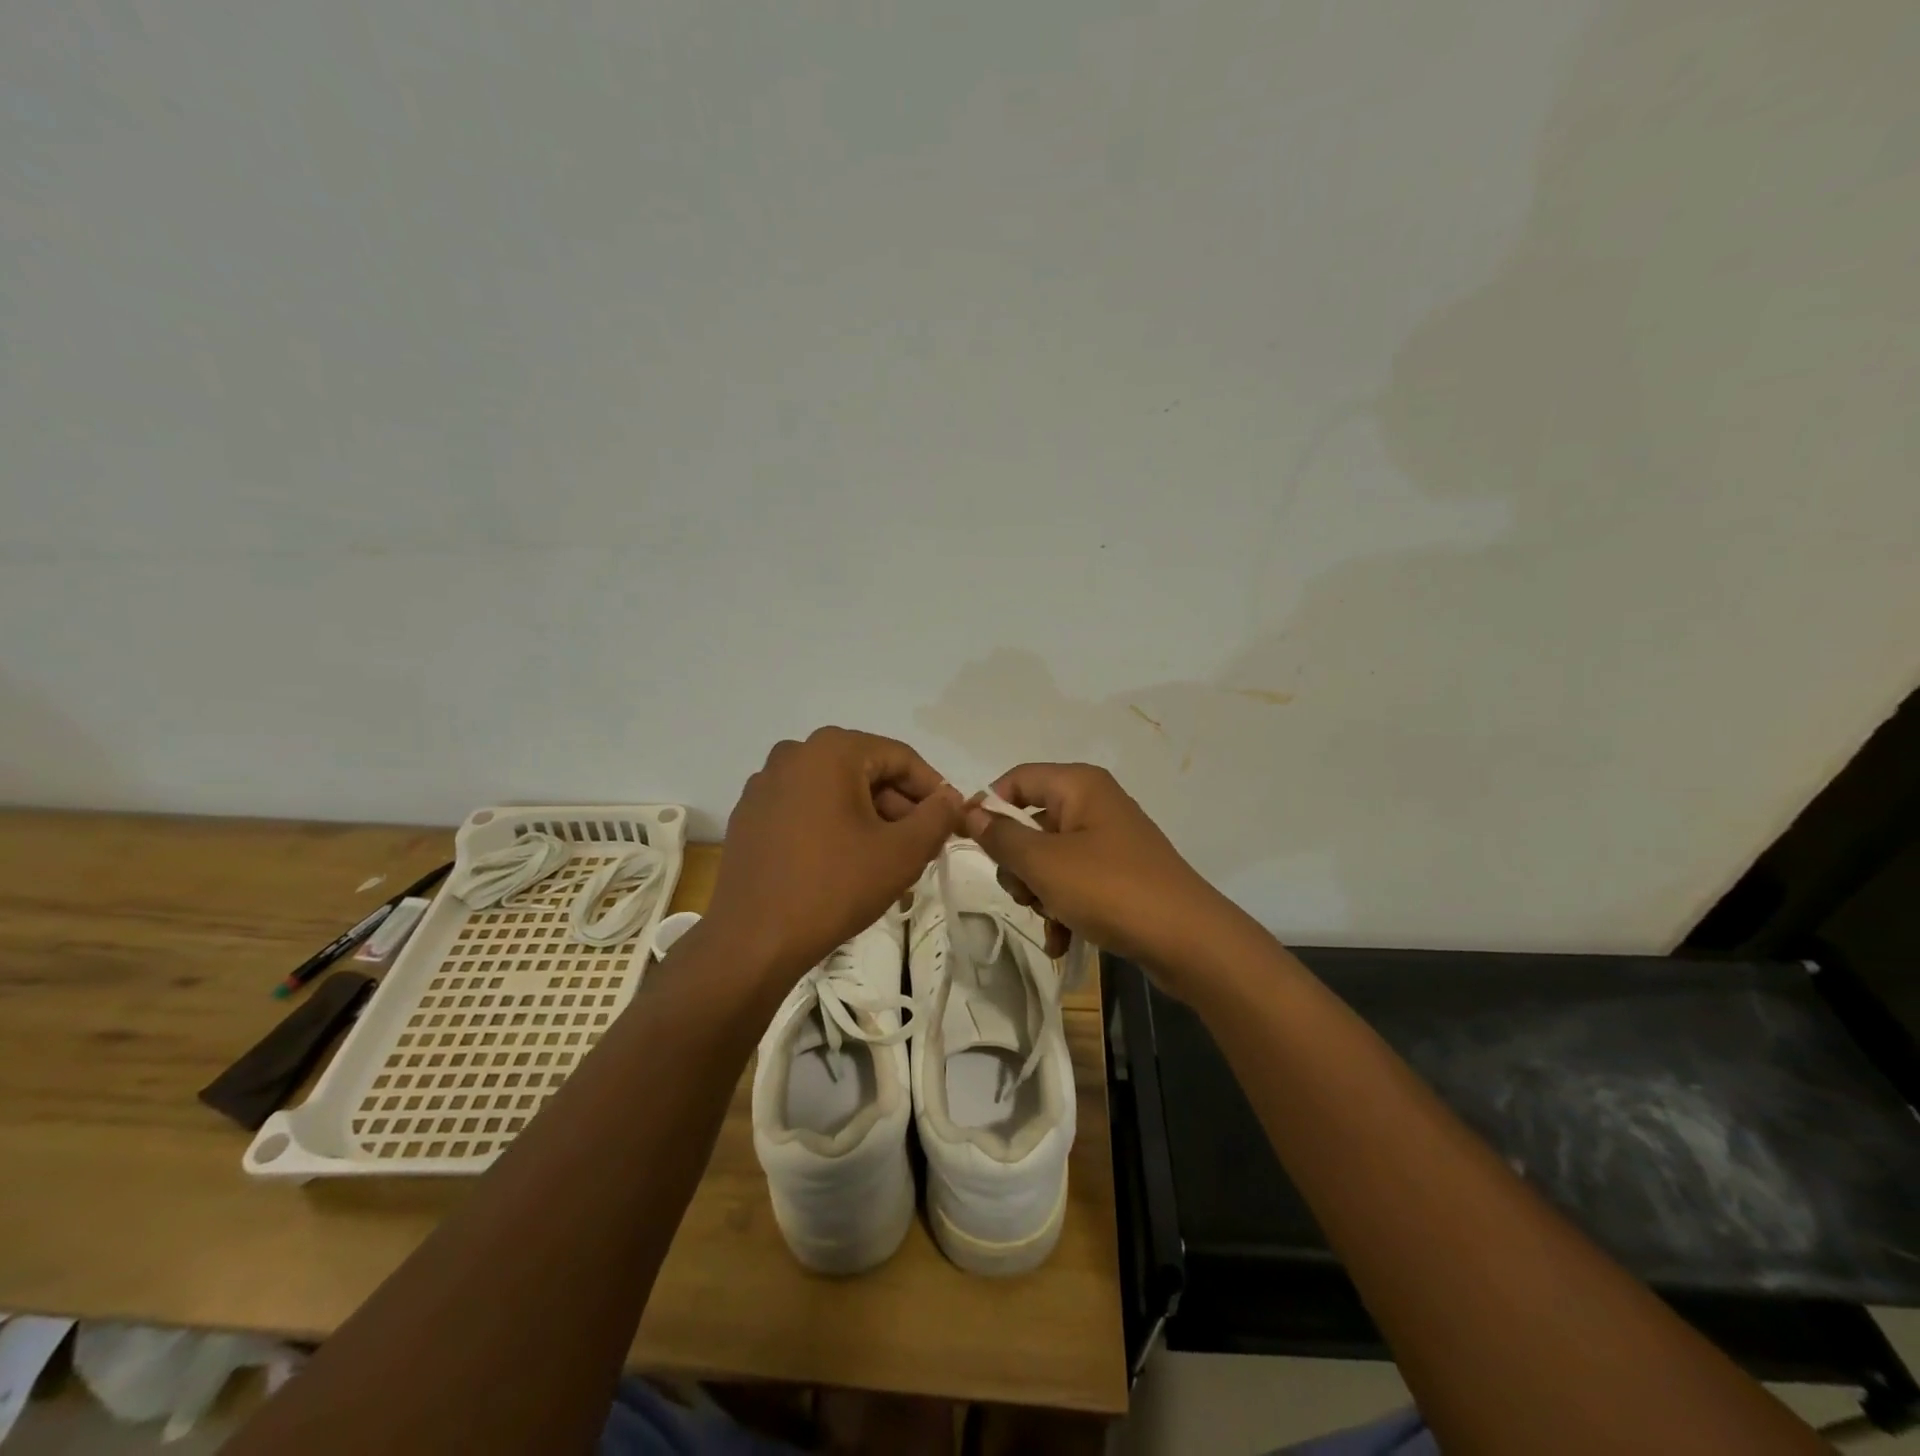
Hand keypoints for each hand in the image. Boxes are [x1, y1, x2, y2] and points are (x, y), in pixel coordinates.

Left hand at [706, 728, 962, 983]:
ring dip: (868, 816)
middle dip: (899, 806)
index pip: (900, 758)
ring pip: (835, 790)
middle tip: (922, 845)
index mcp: (832, 750)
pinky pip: (805, 807)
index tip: (950, 822)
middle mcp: (794, 753)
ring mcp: (765, 784)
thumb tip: (951, 798)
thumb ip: (937, 817)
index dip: (933, 789)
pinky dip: (832, 824)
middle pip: (866, 770)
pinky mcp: (749, 815)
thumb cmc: (834, 886)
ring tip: (888, 858)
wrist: (754, 940)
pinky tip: (844, 862)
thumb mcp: (902, 852)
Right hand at [962, 763, 1239, 985]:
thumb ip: (1001, 836)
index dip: (989, 807)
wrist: (1189, 941)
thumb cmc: (1110, 889)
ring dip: (1039, 893)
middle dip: (1018, 864)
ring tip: (1051, 920)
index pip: (1017, 779)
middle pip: (1031, 822)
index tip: (970, 842)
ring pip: (1049, 858)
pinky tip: (1061, 942)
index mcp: (1079, 785)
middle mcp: (1094, 804)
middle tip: (1025, 890)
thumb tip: (969, 810)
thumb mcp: (1044, 863)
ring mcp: (1109, 841)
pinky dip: (1063, 909)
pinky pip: (1074, 883)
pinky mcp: (1119, 875)